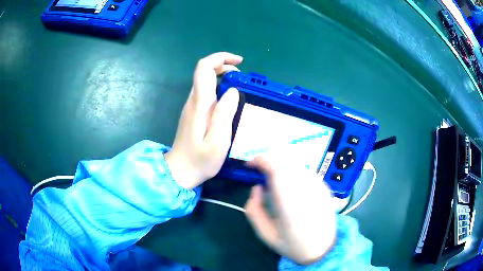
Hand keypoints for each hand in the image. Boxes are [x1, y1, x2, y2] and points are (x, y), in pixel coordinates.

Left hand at [165, 52, 242, 188]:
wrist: (180, 171)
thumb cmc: (200, 160)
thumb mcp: (218, 141)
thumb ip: (225, 115)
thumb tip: (232, 91)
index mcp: (200, 104)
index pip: (204, 68)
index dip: (220, 58)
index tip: (239, 62)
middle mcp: (194, 100)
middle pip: (205, 71)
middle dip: (224, 66)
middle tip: (242, 79)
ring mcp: (192, 106)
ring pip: (205, 81)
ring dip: (223, 77)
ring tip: (240, 88)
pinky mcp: (193, 113)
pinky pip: (206, 92)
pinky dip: (219, 87)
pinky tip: (229, 100)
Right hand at [245, 156, 336, 264]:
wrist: (324, 249)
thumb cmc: (292, 244)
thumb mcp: (265, 234)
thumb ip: (254, 209)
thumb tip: (257, 188)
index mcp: (290, 202)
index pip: (275, 167)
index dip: (260, 160)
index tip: (249, 166)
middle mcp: (306, 188)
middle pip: (285, 159)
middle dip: (268, 160)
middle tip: (259, 172)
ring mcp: (318, 185)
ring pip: (295, 162)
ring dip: (280, 165)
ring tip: (273, 180)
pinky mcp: (324, 186)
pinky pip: (304, 170)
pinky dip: (292, 171)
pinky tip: (290, 186)